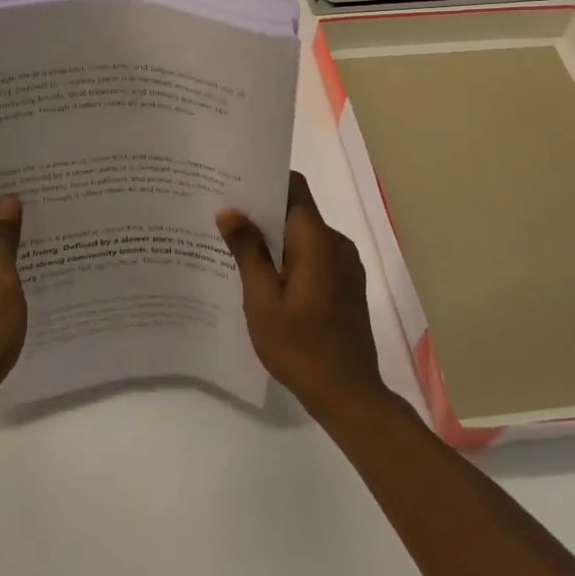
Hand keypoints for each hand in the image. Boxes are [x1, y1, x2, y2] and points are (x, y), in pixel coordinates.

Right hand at [217, 172, 388, 423]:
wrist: (349, 395)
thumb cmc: (300, 347)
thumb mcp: (262, 301)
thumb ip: (248, 251)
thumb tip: (230, 210)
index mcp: (317, 240)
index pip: (295, 187)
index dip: (266, 180)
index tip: (235, 184)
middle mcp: (336, 244)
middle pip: (298, 211)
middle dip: (263, 211)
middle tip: (225, 218)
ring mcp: (346, 265)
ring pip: (306, 236)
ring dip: (276, 238)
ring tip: (238, 249)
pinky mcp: (347, 285)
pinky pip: (316, 256)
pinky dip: (292, 258)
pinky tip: (267, 279)